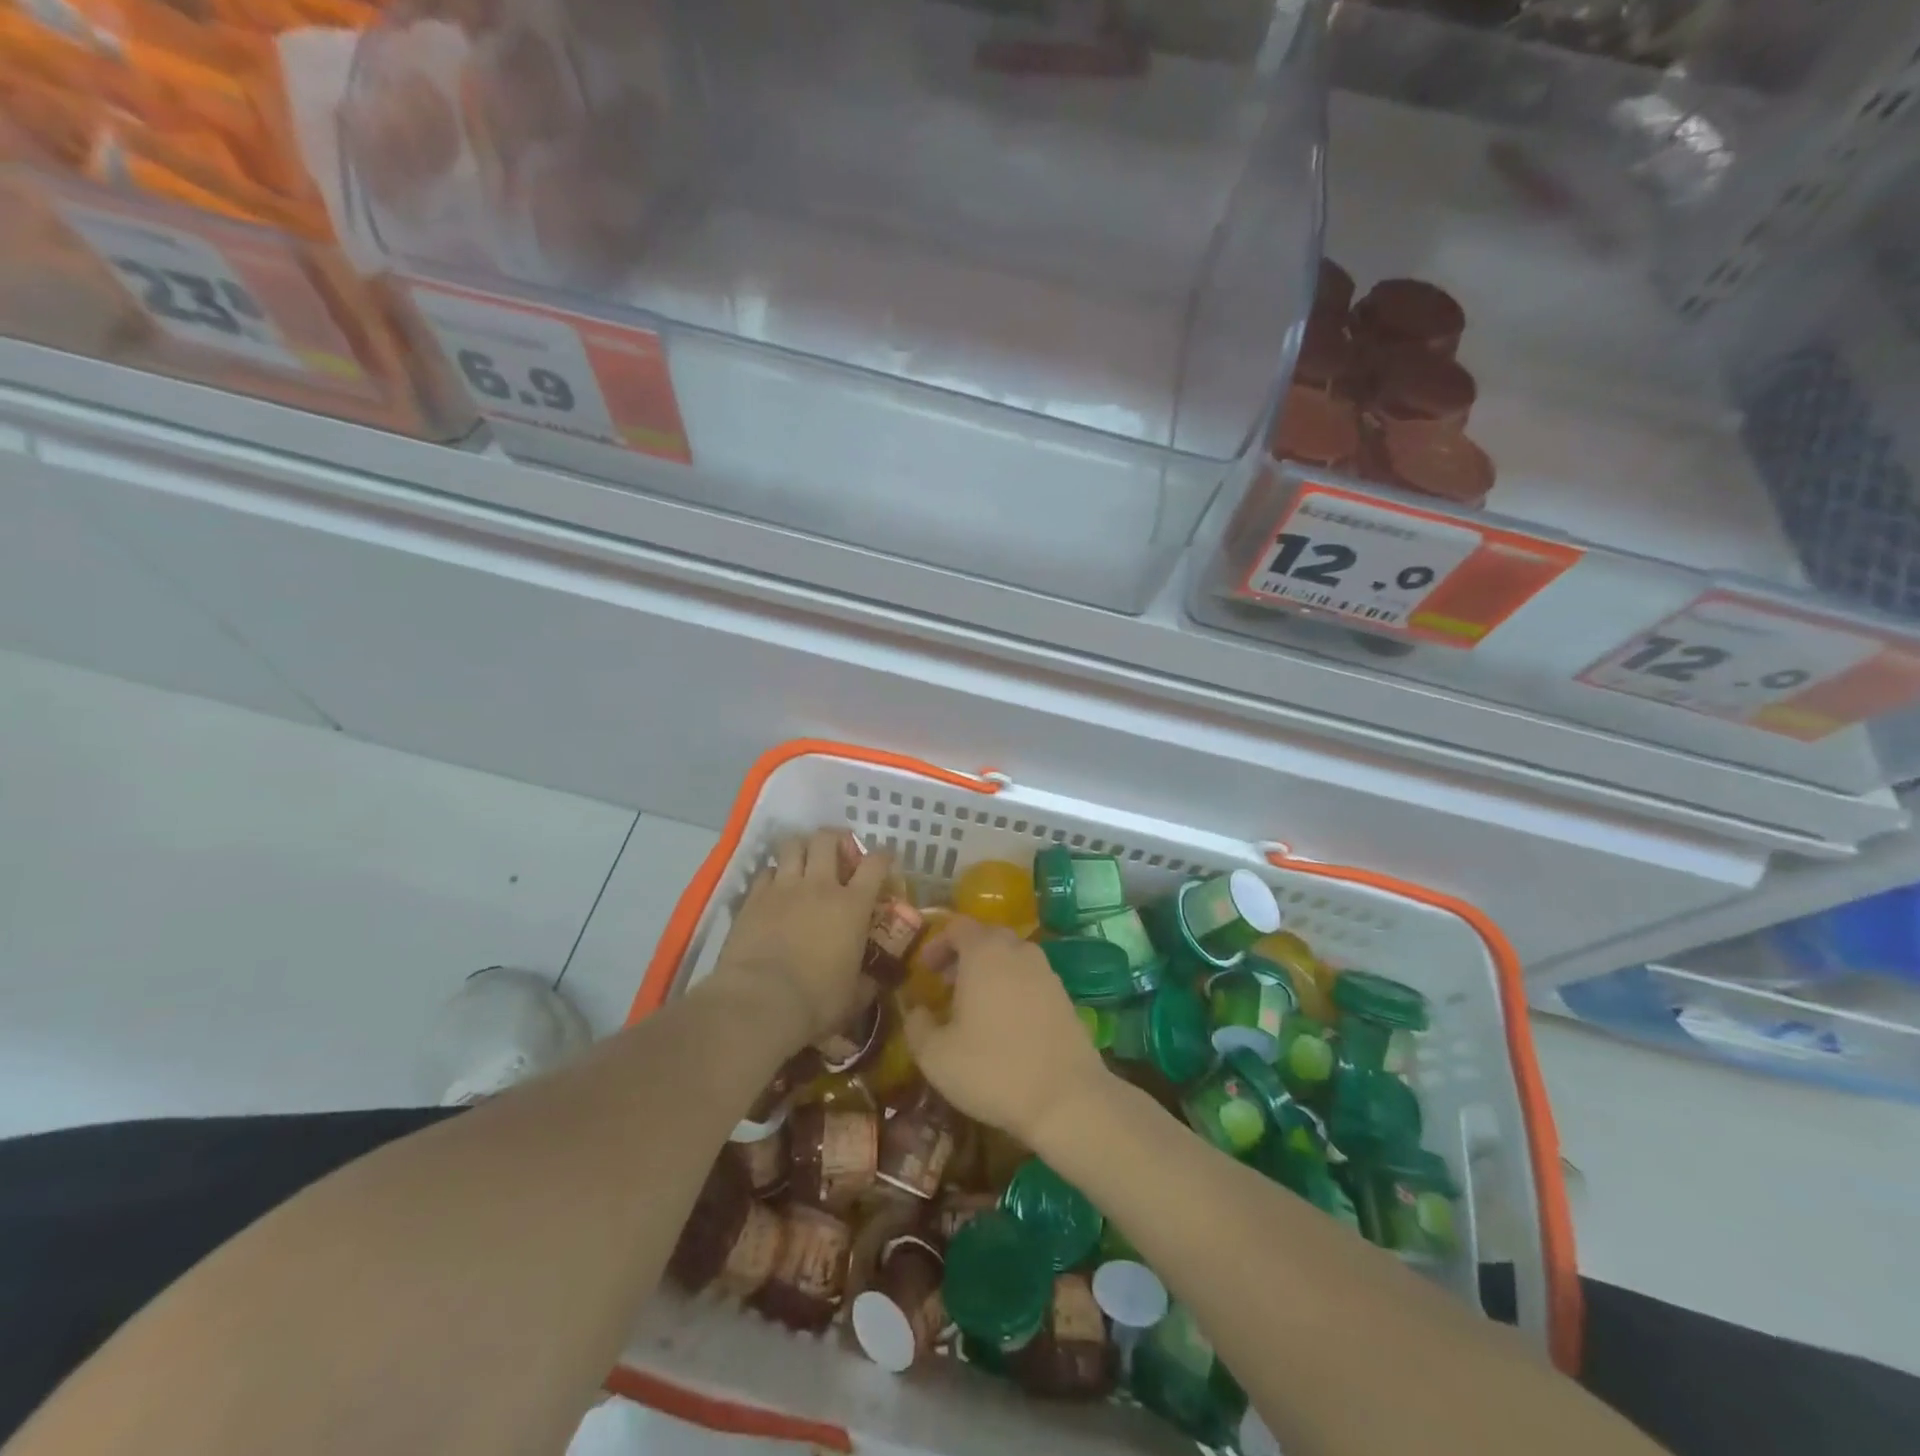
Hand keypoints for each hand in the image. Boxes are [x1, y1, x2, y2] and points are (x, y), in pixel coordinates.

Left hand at [706, 829, 890, 1044]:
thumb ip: (866, 983)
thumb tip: (872, 982)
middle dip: (835, 839)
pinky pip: (765, 871)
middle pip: (827, 839)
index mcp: (853, 906)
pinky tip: (774, 887)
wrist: (759, 1002)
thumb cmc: (816, 1001)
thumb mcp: (853, 997)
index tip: (884, 860)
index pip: (875, 864)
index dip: (882, 857)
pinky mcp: (753, 898)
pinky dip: (773, 874)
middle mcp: (820, 886)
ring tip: (804, 859)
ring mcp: (783, 888)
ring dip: (801, 847)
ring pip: (792, 845)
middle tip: (837, 852)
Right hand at [900, 916, 1109, 1147]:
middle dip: (962, 956)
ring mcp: (1046, 971)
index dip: (937, 943)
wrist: (1067, 1098)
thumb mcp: (936, 1056)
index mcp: (984, 952)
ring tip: (974, 1006)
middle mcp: (1018, 951)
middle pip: (986, 937)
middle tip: (945, 985)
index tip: (925, 970)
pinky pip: (1030, 978)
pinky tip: (1005, 1023)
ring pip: (1011, 957)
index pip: (957, 926)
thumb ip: (917, 1026)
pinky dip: (1012, 988)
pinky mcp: (1064, 995)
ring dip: (989, 971)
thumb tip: (917, 1010)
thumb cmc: (992, 1070)